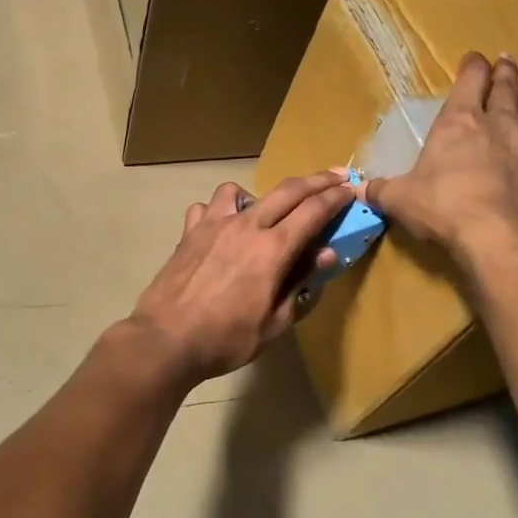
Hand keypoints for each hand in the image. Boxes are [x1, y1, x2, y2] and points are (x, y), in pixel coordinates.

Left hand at [127, 172, 352, 385]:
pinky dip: (220, 211)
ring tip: (265, 213)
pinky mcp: (189, 232)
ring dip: (261, 195)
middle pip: (287, 190)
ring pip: (240, 190)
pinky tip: (222, 229)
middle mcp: (246, 226)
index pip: (313, 211)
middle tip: (335, 177)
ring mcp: (213, 225)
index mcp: (272, 249)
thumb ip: (301, 284)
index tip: (351, 189)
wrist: (165, 340)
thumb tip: (326, 254)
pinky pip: (207, 207)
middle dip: (316, 180)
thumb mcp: (275, 323)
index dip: (336, 197)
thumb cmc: (225, 339)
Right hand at [366, 53, 517, 264]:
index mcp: (460, 123)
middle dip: (505, 75)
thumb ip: (382, 191)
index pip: (469, 82)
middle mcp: (501, 126)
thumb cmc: (445, 209)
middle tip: (507, 62)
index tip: (474, 58)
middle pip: (506, 91)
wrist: (502, 238)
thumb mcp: (401, 200)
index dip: (472, 67)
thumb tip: (358, 189)